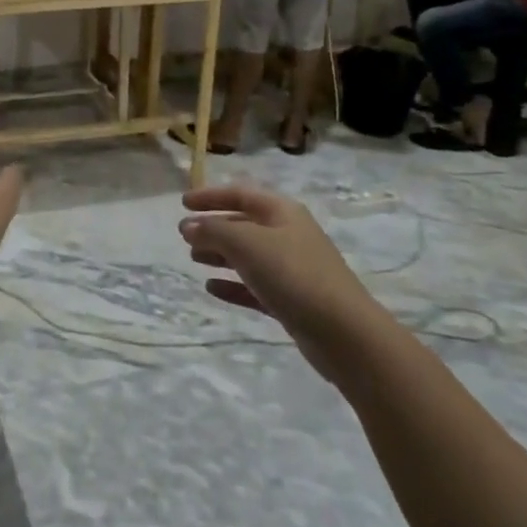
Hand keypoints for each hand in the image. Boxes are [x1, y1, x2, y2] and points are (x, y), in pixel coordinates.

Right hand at [179, 184, 369, 375]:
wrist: (343, 333)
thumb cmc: (293, 275)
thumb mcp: (247, 244)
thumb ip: (214, 230)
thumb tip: (189, 225)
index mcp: (282, 212)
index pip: (240, 193)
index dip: (210, 196)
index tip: (182, 203)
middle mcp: (288, 234)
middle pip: (244, 223)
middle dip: (214, 226)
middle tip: (184, 236)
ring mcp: (292, 268)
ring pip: (248, 254)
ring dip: (220, 253)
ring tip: (193, 258)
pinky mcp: (292, 300)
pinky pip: (255, 285)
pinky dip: (233, 284)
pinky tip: (212, 288)